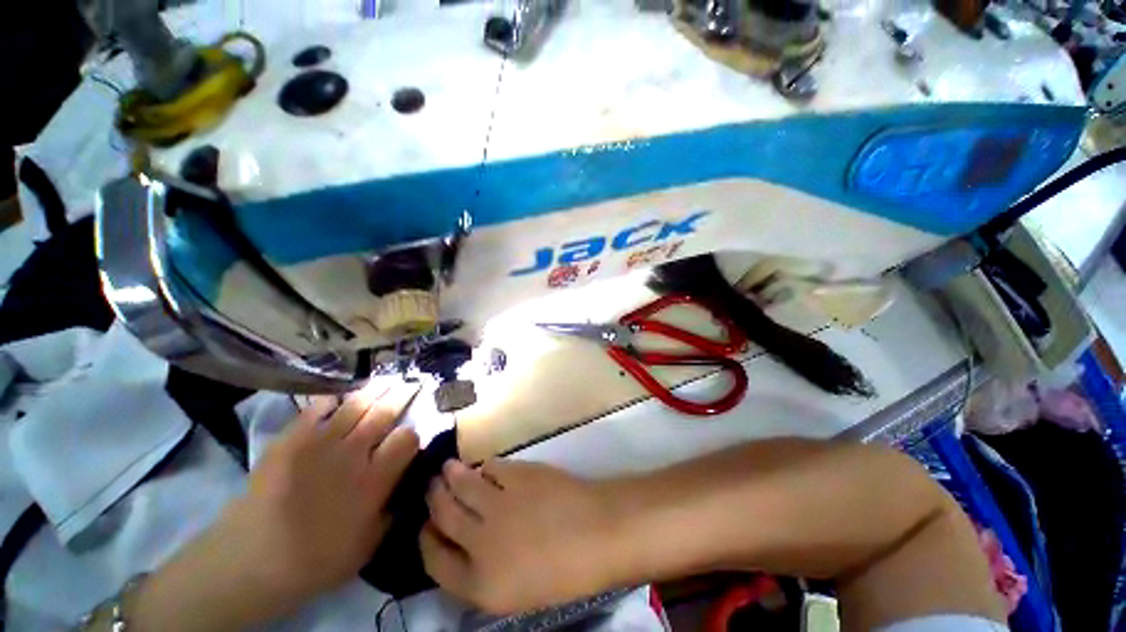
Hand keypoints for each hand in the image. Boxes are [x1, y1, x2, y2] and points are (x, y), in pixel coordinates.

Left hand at [219, 381, 420, 602]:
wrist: (249, 561)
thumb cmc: (315, 560)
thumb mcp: (367, 547)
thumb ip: (392, 511)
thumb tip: (407, 486)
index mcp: (374, 480)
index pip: (407, 439)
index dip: (412, 435)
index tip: (409, 439)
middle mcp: (353, 454)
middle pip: (385, 413)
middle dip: (402, 397)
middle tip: (410, 385)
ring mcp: (320, 443)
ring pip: (356, 404)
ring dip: (374, 391)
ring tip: (386, 381)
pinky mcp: (291, 439)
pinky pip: (317, 408)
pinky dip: (331, 400)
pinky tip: (338, 398)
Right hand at [419, 459, 622, 613]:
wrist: (599, 533)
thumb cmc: (565, 573)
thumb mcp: (516, 591)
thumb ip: (483, 571)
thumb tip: (466, 542)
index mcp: (479, 585)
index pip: (434, 561)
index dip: (426, 539)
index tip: (425, 526)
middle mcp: (480, 543)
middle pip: (443, 516)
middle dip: (434, 499)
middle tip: (432, 486)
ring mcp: (498, 505)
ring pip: (462, 485)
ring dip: (452, 475)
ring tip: (447, 469)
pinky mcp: (517, 475)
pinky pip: (492, 467)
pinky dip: (486, 467)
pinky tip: (487, 468)